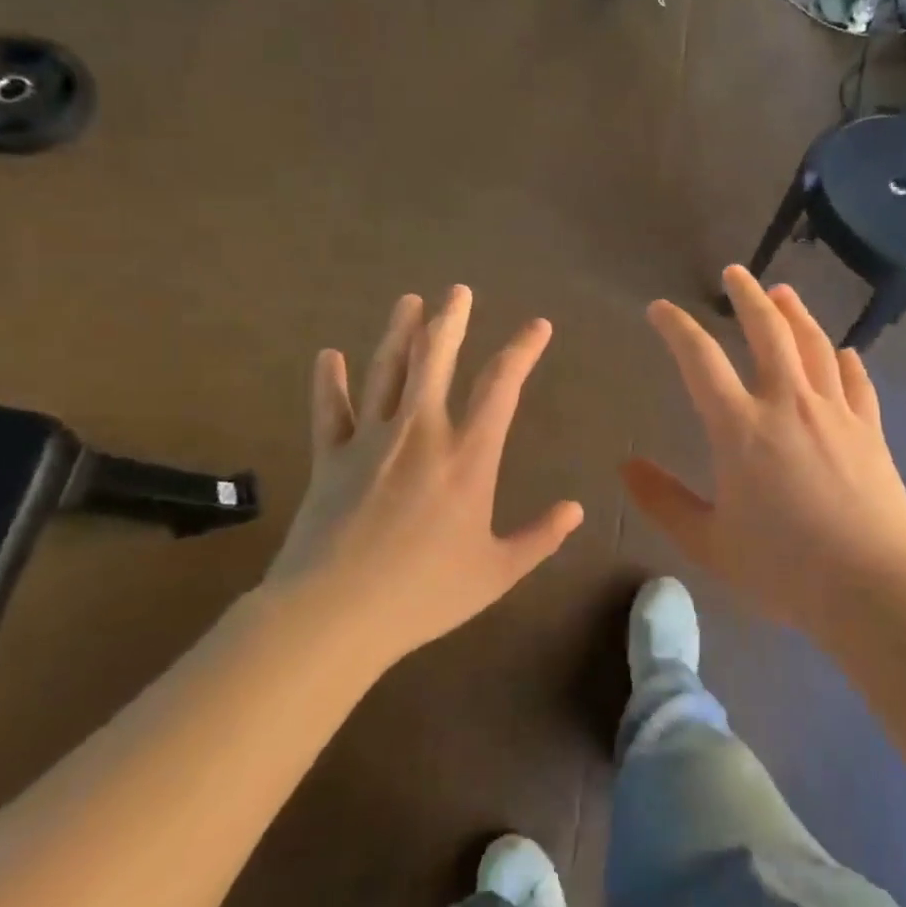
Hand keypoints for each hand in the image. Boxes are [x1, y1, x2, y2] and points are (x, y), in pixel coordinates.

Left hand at [267, 286, 584, 670]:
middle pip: (435, 359)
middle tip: (458, 290)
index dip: (522, 350)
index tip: (538, 325)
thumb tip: (577, 509)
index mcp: (467, 455)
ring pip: (386, 371)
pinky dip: (329, 381)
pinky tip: (328, 355)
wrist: (334, 616)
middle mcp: (420, 432)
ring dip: (398, 332)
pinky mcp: (330, 457)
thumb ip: (540, 537)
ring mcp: (370, 440)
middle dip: (450, 320)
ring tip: (408, 300)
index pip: (501, 386)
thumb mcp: (497, 572)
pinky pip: (330, 409)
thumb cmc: (424, 594)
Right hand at [622, 266, 905, 636]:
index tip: (660, 309)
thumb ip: (664, 501)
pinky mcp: (870, 429)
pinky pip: (857, 381)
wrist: (873, 588)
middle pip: (768, 331)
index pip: (700, 360)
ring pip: (815, 345)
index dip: (676, 327)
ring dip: (796, 313)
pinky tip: (845, 351)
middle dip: (747, 296)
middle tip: (734, 273)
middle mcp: (788, 404)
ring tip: (783, 293)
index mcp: (740, 428)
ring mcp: (835, 412)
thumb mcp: (709, 544)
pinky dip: (847, 360)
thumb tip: (626, 466)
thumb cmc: (784, 569)